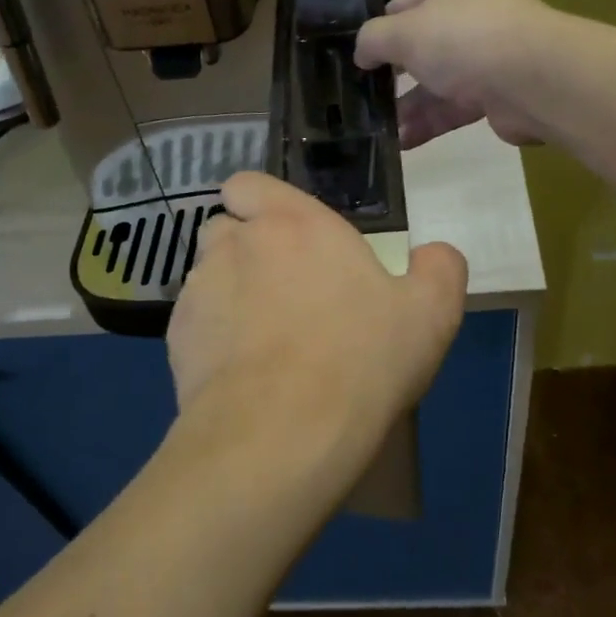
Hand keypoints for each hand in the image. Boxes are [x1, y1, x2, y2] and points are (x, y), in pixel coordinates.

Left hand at [167, 173, 467, 492]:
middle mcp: (236, 245)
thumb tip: (434, 255)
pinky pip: (194, 325)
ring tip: (262, 340)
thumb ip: (439, 269)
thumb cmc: (361, 359)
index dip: (260, 203)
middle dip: (246, 249)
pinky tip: (242, 375)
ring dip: (229, 294)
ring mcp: (199, 292)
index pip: (248, 184)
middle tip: (283, 291)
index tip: (285, 235)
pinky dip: (212, 339)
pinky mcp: (176, 341)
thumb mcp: (431, 314)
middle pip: (225, 230)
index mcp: (293, 224)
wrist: (284, 432)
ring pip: (206, 277)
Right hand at [355, 0, 556, 148]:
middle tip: (363, 97)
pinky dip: (430, 122)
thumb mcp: (404, 31)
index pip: (407, 2)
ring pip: (438, 80)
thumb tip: (361, 53)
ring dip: (409, 105)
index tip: (359, 58)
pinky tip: (402, 142)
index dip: (381, 29)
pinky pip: (455, 106)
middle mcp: (474, 12)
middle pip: (423, 44)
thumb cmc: (463, 39)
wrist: (533, 79)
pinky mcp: (498, 92)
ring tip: (378, 129)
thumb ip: (373, 40)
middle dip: (393, 75)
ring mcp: (489, 53)